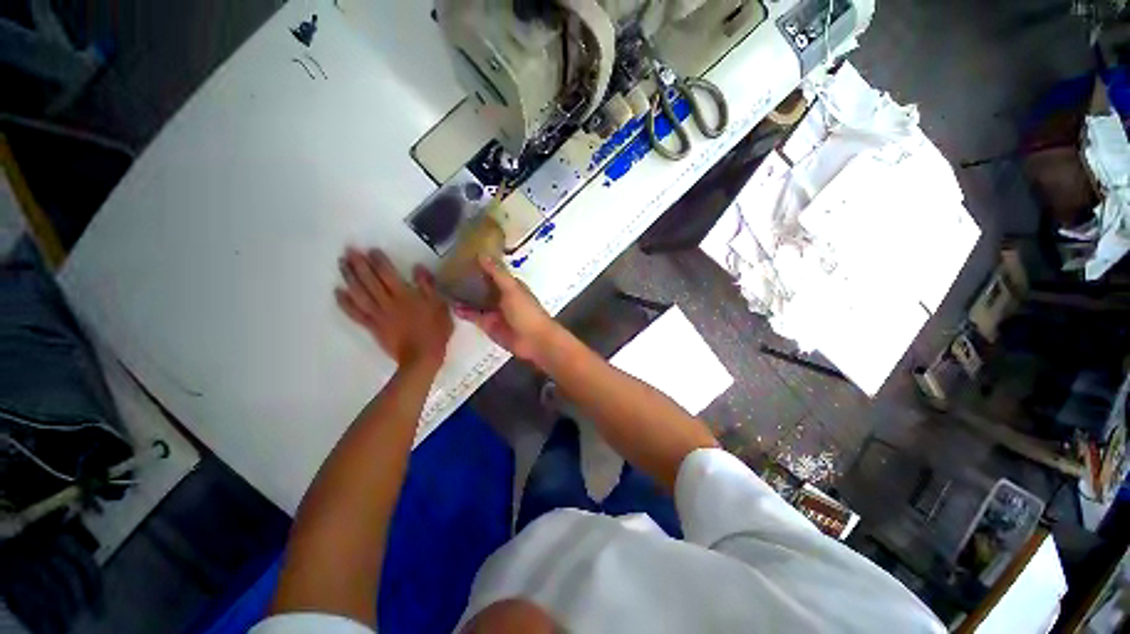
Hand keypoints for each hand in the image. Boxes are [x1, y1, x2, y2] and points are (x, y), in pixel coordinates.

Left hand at [336, 248, 452, 369]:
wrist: (422, 357)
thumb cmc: (435, 331)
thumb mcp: (440, 307)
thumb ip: (429, 287)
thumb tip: (418, 268)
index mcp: (405, 296)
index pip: (389, 274)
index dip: (379, 261)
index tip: (372, 250)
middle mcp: (387, 302)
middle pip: (370, 281)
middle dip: (359, 265)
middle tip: (348, 250)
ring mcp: (378, 315)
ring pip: (360, 293)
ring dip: (349, 278)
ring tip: (341, 264)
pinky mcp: (372, 327)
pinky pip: (355, 313)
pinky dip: (345, 303)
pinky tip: (337, 292)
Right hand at [453, 256, 557, 363]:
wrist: (534, 341)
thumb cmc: (526, 311)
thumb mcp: (512, 289)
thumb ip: (497, 273)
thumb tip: (482, 254)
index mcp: (511, 285)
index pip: (493, 271)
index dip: (480, 264)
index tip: (460, 254)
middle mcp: (501, 296)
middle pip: (483, 286)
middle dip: (468, 280)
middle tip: (445, 270)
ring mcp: (494, 311)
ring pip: (476, 300)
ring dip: (463, 295)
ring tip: (443, 286)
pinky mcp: (488, 325)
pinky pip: (473, 316)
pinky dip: (463, 311)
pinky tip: (451, 305)